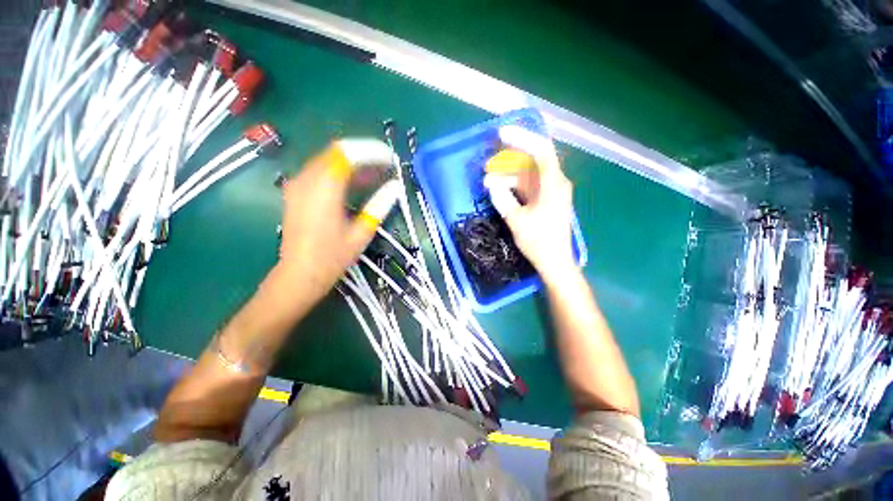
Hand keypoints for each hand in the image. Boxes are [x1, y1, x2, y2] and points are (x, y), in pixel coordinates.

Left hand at [277, 140, 399, 304]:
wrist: (299, 274)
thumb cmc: (332, 257)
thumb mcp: (361, 233)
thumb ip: (379, 205)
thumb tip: (395, 186)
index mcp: (325, 189)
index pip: (348, 154)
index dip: (372, 151)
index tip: (390, 158)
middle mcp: (307, 179)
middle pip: (337, 152)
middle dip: (363, 155)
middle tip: (385, 166)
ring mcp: (298, 184)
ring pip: (328, 160)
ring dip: (353, 164)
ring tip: (375, 175)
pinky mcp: (296, 192)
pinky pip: (320, 171)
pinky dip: (340, 172)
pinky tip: (355, 184)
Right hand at [485, 126, 575, 280]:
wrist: (554, 262)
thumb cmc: (539, 241)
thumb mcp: (516, 220)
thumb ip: (503, 199)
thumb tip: (491, 184)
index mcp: (553, 184)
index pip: (540, 150)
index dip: (522, 139)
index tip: (501, 134)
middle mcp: (554, 183)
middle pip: (532, 161)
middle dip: (509, 159)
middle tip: (488, 161)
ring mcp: (550, 192)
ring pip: (527, 175)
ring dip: (507, 175)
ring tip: (487, 180)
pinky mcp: (544, 201)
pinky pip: (527, 186)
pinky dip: (513, 186)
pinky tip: (497, 189)